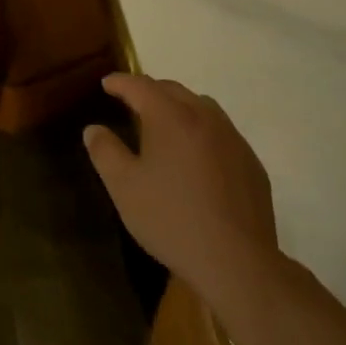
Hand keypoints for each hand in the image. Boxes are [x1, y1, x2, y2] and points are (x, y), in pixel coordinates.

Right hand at [84, 75, 278, 304]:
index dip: (121, 82)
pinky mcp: (251, 163)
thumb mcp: (124, 188)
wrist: (237, 262)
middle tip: (132, 101)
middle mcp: (204, 117)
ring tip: (165, 124)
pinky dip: (203, 131)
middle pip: (173, 90)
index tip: (106, 84)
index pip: (141, 86)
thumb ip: (106, 152)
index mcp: (171, 117)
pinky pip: (222, 132)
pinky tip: (197, 158)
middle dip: (150, 90)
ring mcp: (233, 139)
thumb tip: (94, 129)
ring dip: (179, 107)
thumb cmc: (171, 219)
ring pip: (202, 107)